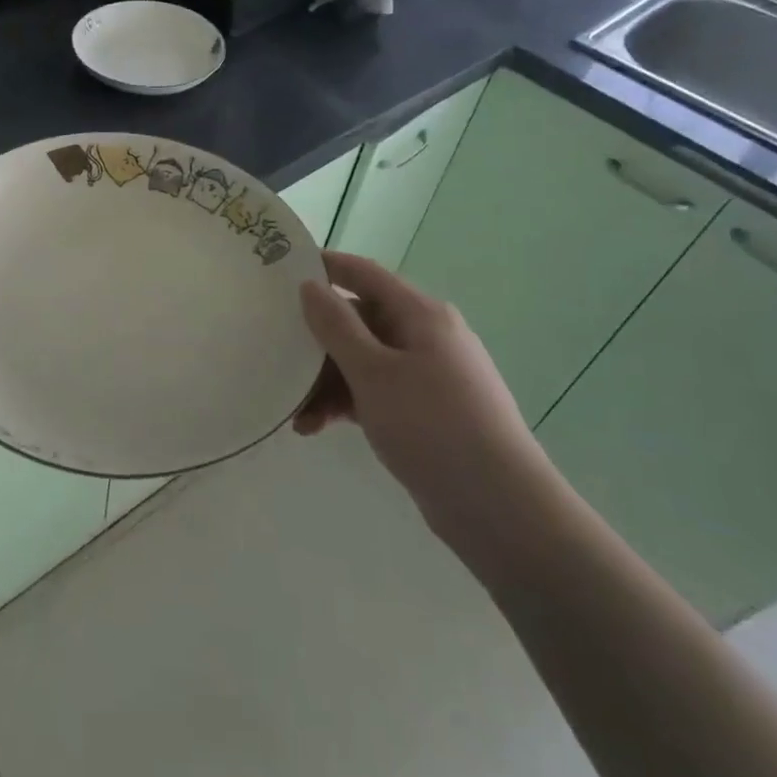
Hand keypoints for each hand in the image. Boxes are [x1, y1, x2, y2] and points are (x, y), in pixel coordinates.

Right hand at [295, 251, 548, 548]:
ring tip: (297, 415)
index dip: (323, 267)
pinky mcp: (426, 410)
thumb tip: (310, 286)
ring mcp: (428, 375)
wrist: (500, 509)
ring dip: (326, 382)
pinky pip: (375, 392)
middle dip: (317, 342)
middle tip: (276, 359)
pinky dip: (347, 404)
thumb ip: (336, 326)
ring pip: (363, 361)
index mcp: (420, 314)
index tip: (278, 272)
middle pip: (358, 321)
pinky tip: (317, 428)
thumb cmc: (432, 426)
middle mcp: (426, 336)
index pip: (363, 274)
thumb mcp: (373, 372)